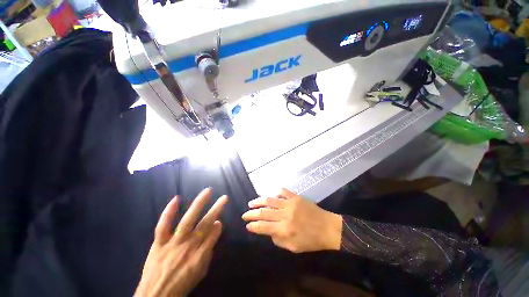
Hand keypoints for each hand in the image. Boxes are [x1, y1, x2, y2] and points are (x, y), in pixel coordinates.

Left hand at [135, 188, 227, 296]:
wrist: (155, 296)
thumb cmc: (181, 284)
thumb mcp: (201, 271)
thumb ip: (210, 249)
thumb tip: (217, 227)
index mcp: (200, 254)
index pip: (213, 234)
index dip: (218, 225)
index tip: (220, 219)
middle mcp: (189, 245)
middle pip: (205, 223)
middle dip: (216, 209)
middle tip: (224, 197)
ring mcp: (173, 242)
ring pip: (188, 219)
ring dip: (199, 204)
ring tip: (208, 191)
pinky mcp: (159, 242)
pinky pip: (163, 225)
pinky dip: (169, 211)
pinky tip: (176, 198)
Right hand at [242, 188, 341, 252]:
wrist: (327, 228)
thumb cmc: (311, 240)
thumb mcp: (293, 247)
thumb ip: (278, 240)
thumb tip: (267, 231)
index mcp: (284, 229)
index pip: (263, 227)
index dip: (253, 226)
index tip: (247, 225)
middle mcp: (285, 215)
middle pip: (264, 212)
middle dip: (252, 213)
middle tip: (245, 214)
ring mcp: (290, 203)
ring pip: (270, 200)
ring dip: (259, 201)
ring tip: (251, 203)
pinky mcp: (296, 197)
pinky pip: (283, 191)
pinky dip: (275, 192)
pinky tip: (271, 195)